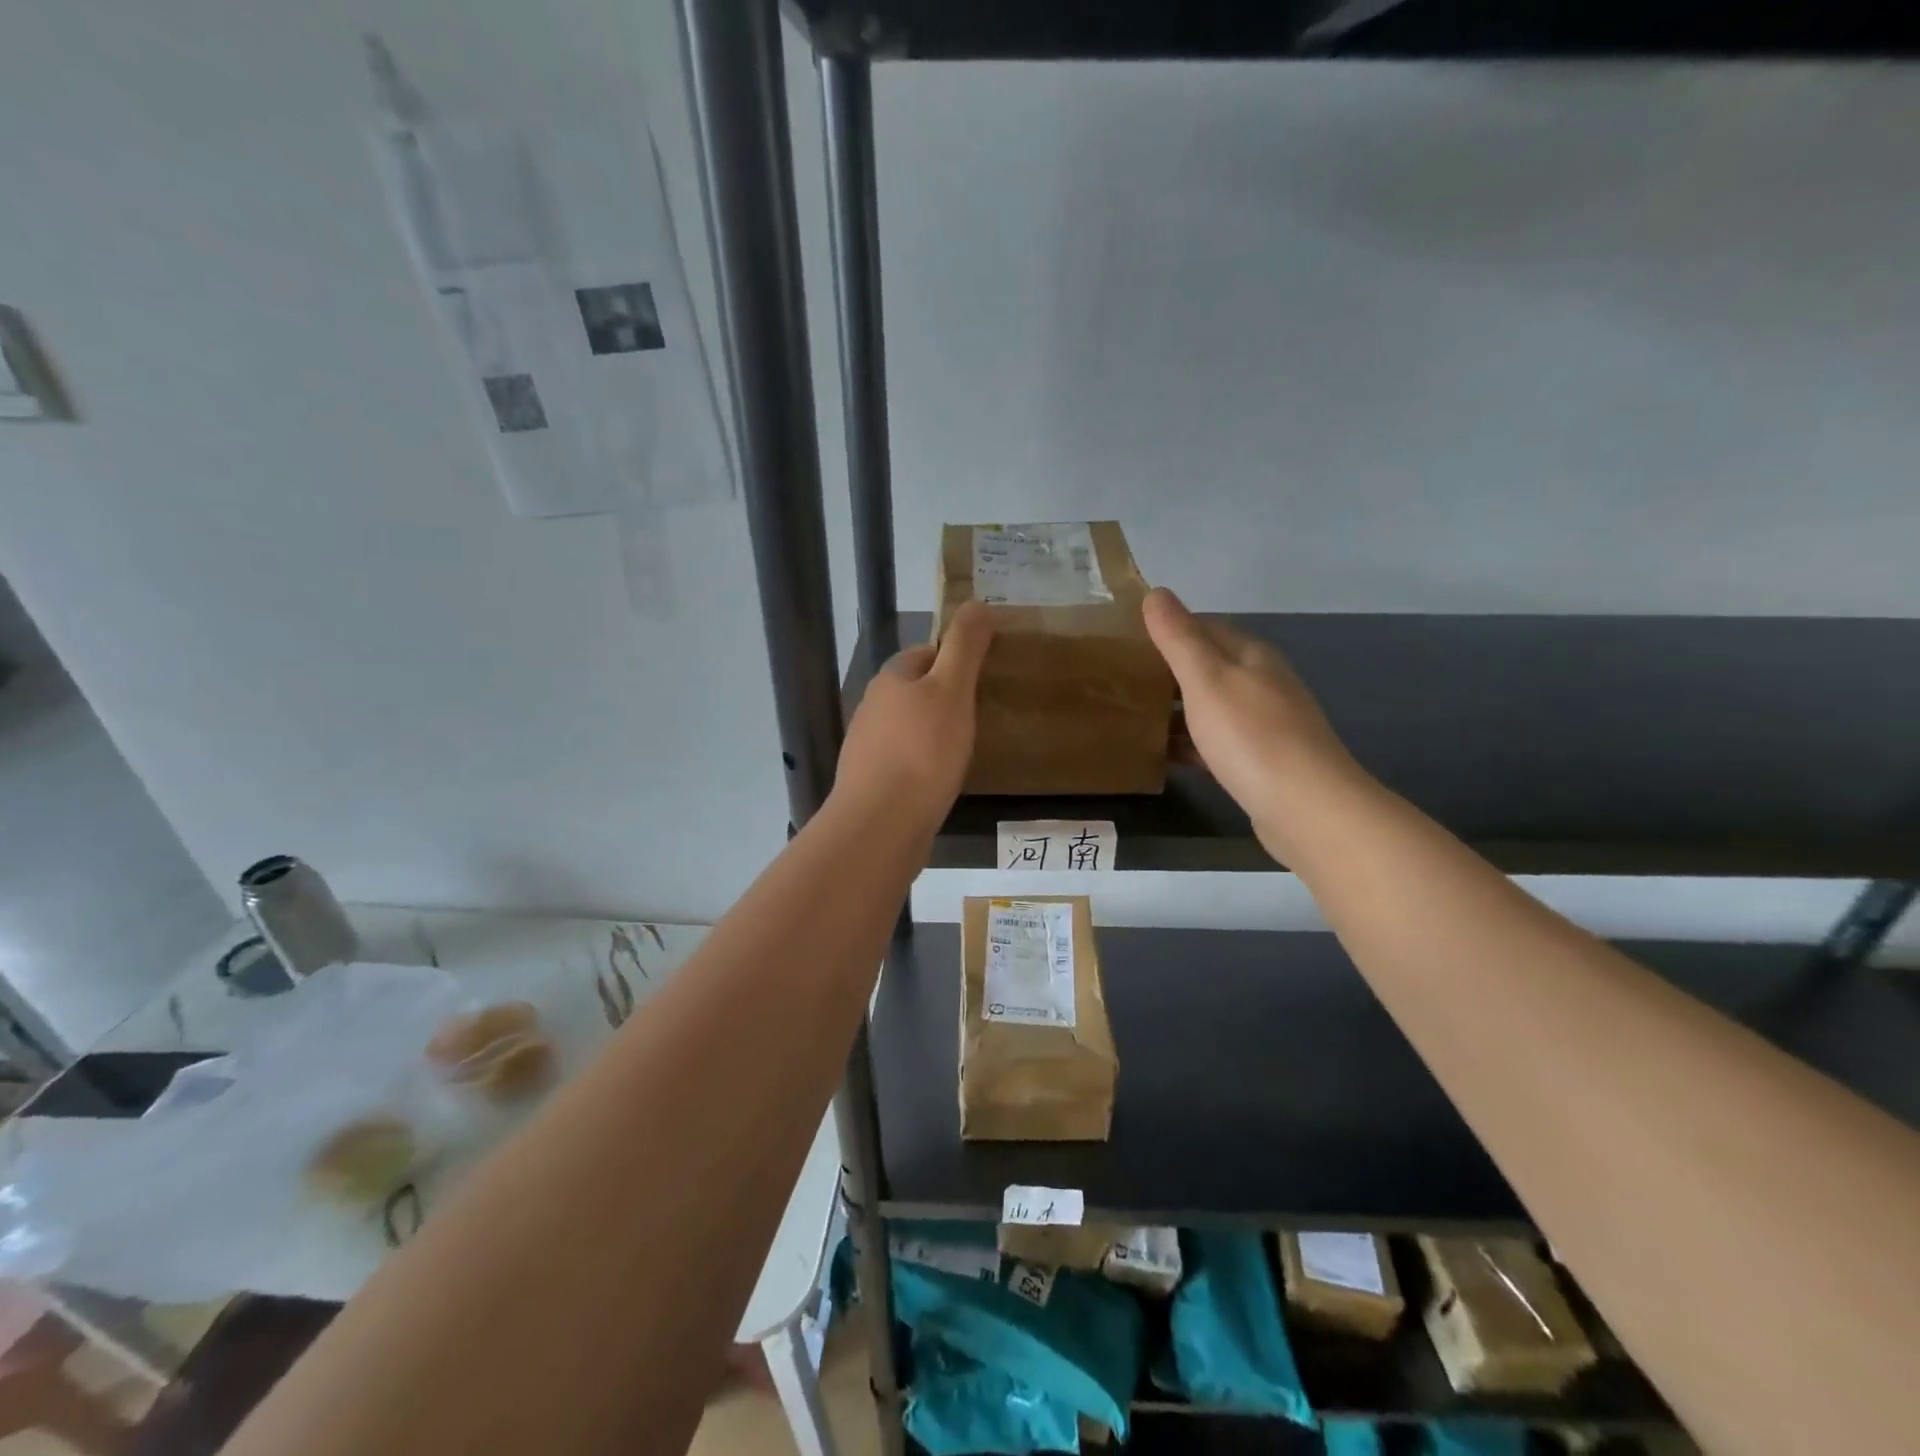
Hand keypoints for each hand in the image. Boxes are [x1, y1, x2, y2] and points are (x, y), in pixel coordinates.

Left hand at [834, 603, 994, 830]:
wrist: (881, 823)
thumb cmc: (922, 751)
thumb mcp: (952, 691)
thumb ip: (965, 647)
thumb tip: (976, 603)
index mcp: (891, 679)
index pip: (926, 653)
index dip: (956, 659)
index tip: (985, 677)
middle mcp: (872, 707)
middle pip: (916, 691)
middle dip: (946, 698)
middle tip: (983, 715)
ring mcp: (867, 747)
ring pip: (909, 728)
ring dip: (935, 733)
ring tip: (968, 749)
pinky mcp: (871, 782)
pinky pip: (904, 761)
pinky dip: (924, 764)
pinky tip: (942, 781)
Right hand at [1144, 587, 1365, 859]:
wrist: (1306, 807)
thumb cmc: (1251, 735)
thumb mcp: (1206, 679)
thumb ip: (1178, 638)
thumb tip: (1156, 593)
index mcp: (1251, 655)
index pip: (1205, 626)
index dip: (1167, 629)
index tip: (1126, 641)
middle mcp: (1262, 683)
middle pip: (1208, 666)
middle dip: (1168, 671)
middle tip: (1121, 680)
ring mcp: (1265, 724)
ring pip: (1211, 706)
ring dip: (1177, 709)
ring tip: (1132, 716)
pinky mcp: (1260, 761)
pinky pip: (1215, 742)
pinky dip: (1190, 743)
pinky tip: (1163, 755)